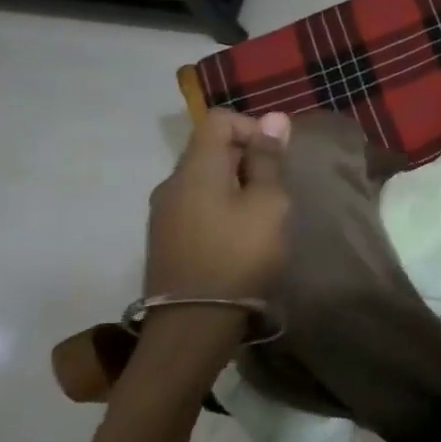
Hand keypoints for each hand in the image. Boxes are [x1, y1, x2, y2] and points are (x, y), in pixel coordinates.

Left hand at [144, 109, 291, 303]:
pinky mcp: (166, 238)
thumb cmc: (240, 254)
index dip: (252, 128)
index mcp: (196, 168)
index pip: (219, 120)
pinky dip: (220, 206)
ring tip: (261, 215)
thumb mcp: (268, 203)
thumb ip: (269, 160)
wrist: (194, 324)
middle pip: (210, 148)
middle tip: (275, 190)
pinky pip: (196, 204)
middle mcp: (172, 183)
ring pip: (204, 179)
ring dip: (235, 185)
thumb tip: (274, 118)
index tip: (276, 159)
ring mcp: (164, 212)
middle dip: (247, 158)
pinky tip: (239, 235)